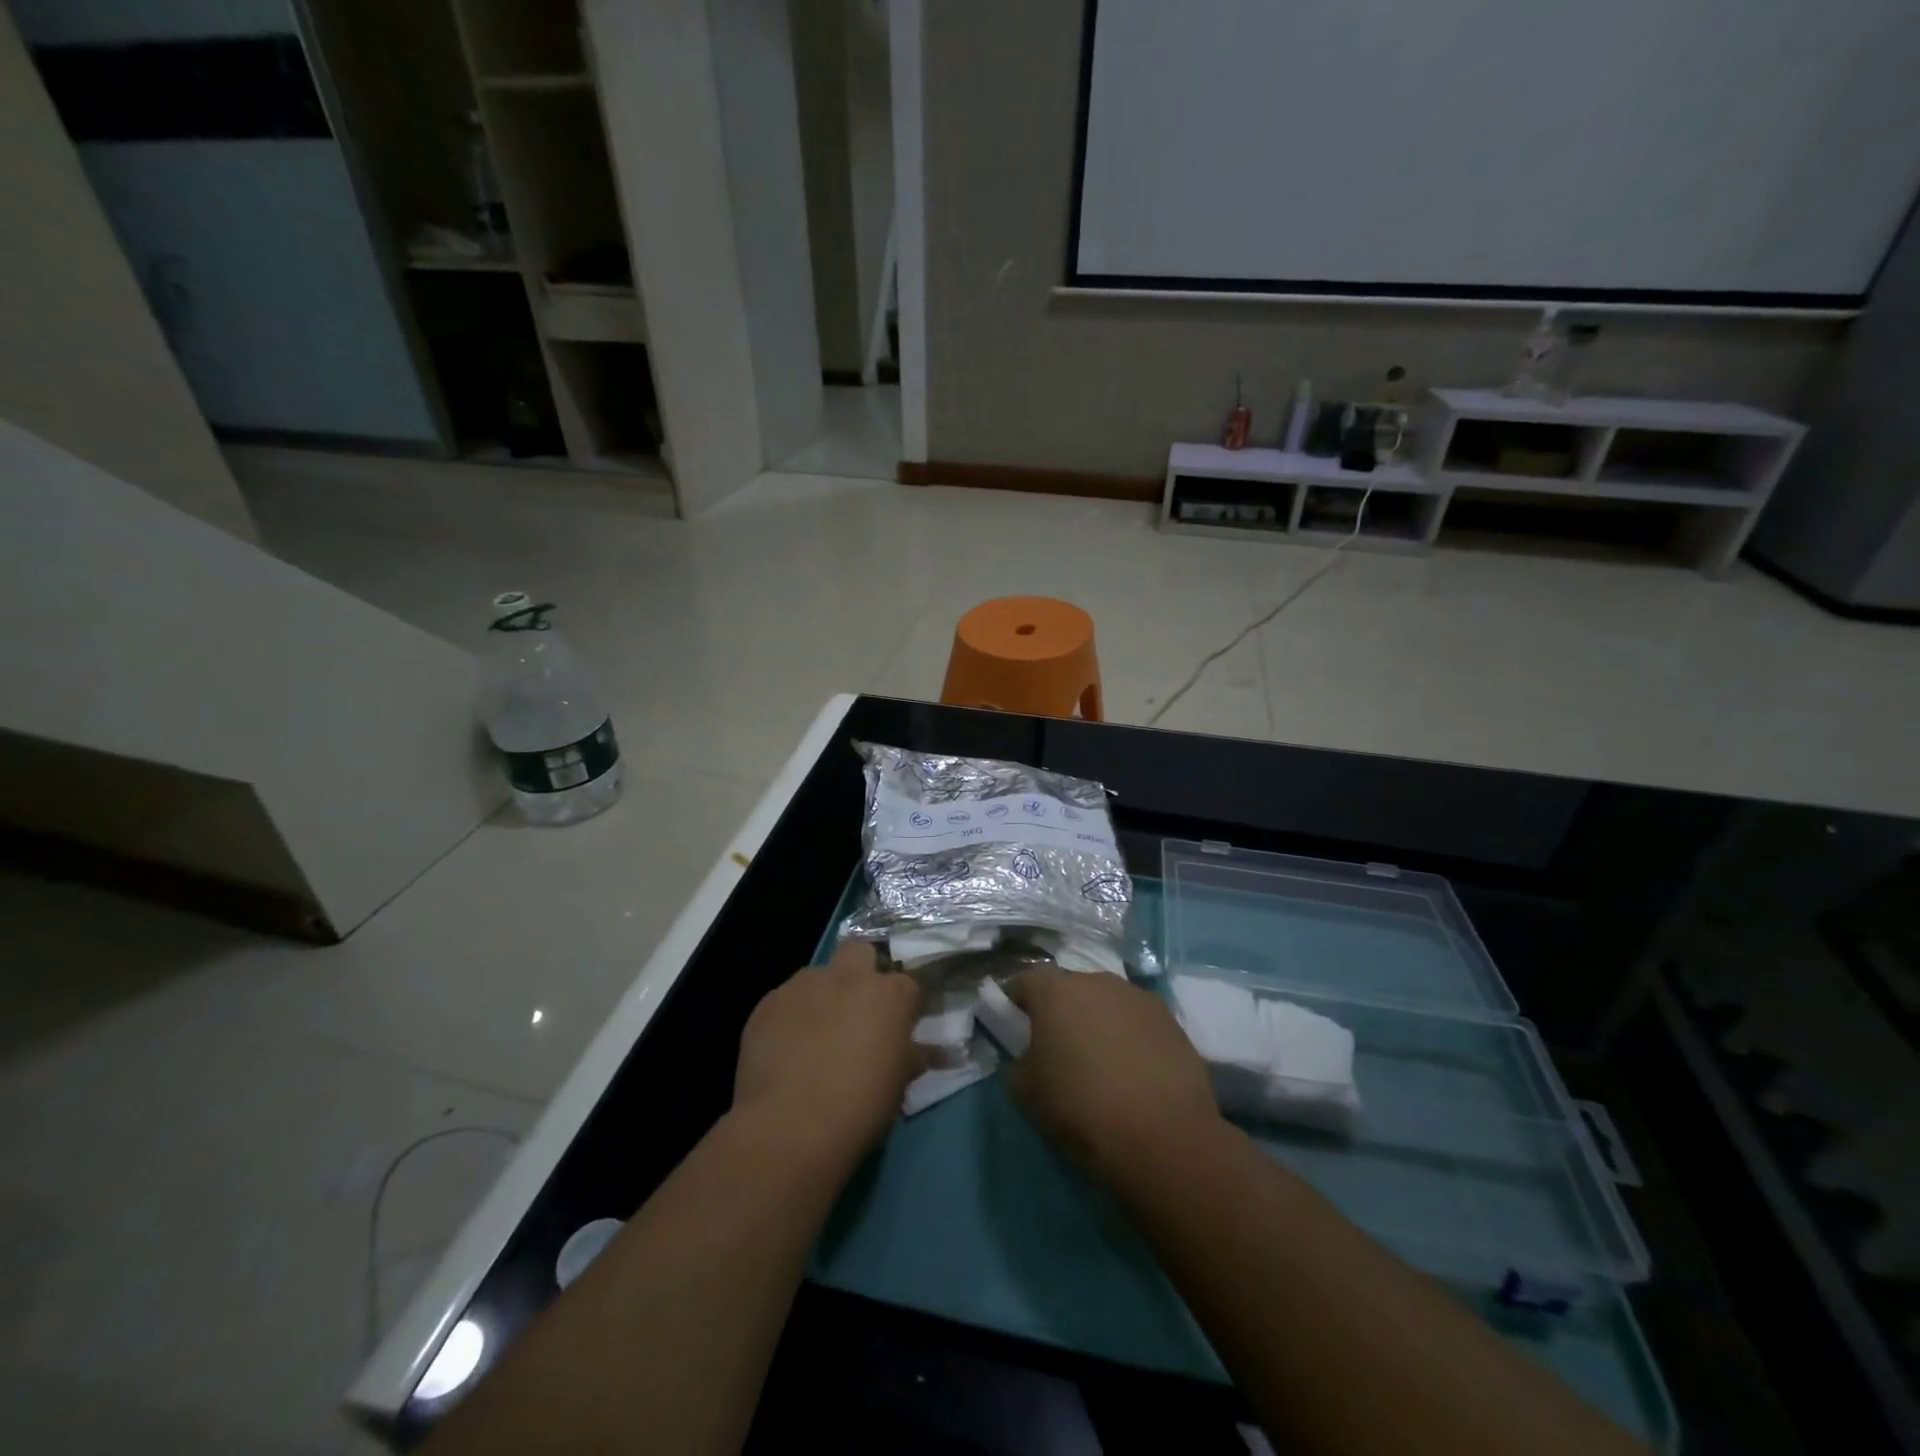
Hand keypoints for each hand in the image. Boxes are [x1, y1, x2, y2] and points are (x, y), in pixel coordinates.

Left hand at [731, 939, 921, 1175]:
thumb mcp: (898, 1084)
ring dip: (822, 995)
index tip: (900, 1024)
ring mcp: (804, 985)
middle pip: (860, 951)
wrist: (789, 1126)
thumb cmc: (860, 1106)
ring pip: (818, 975)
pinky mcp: (768, 1003)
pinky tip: (786, 1050)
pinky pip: (785, 1001)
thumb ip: (914, 1057)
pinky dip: (790, 1017)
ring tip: (816, 1035)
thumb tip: (934, 1051)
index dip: (904, 1003)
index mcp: (889, 995)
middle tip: (859, 1009)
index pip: (907, 983)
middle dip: (862, 970)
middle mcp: (848, 977)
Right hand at [1003, 969, 1221, 1183]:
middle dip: (1060, 1011)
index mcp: (1055, 992)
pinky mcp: (1170, 1018)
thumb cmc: (1081, 1108)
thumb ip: (1017, 1064)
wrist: (1163, 1135)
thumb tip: (1028, 1057)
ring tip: (1101, 1061)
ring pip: (1105, 1001)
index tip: (1012, 1024)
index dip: (1014, 1002)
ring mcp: (1137, 996)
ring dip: (1097, 1021)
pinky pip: (1136, 1020)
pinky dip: (1130, 1036)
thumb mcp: (1027, 1093)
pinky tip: (1135, 1070)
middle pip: (1068, 988)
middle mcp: (1096, 980)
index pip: (1024, 982)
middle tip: (1058, 1047)